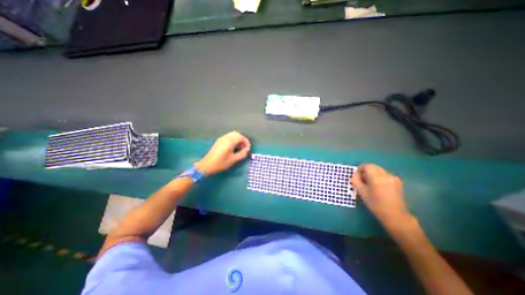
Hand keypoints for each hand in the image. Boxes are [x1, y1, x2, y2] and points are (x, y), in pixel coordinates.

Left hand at [194, 130, 249, 175]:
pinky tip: (234, 148)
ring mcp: (222, 139)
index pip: (241, 137)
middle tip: (244, 148)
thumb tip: (247, 150)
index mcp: (230, 141)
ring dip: (238, 140)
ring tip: (240, 148)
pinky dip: (233, 140)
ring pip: (233, 135)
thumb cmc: (221, 163)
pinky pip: (229, 137)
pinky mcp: (219, 141)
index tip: (248, 149)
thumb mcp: (234, 159)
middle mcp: (226, 137)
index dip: (246, 142)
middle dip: (242, 140)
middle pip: (237, 134)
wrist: (207, 165)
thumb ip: (242, 154)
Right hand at [350, 163, 411, 227]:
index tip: (357, 177)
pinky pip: (384, 175)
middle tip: (362, 180)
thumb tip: (354, 176)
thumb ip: (356, 181)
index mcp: (377, 177)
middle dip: (366, 171)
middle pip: (373, 167)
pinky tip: (378, 186)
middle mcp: (386, 175)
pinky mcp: (397, 181)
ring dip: (372, 174)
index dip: (359, 170)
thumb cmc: (375, 204)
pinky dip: (379, 177)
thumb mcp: (362, 192)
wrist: (394, 215)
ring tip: (369, 184)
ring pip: (379, 170)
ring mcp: (393, 177)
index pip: (366, 166)